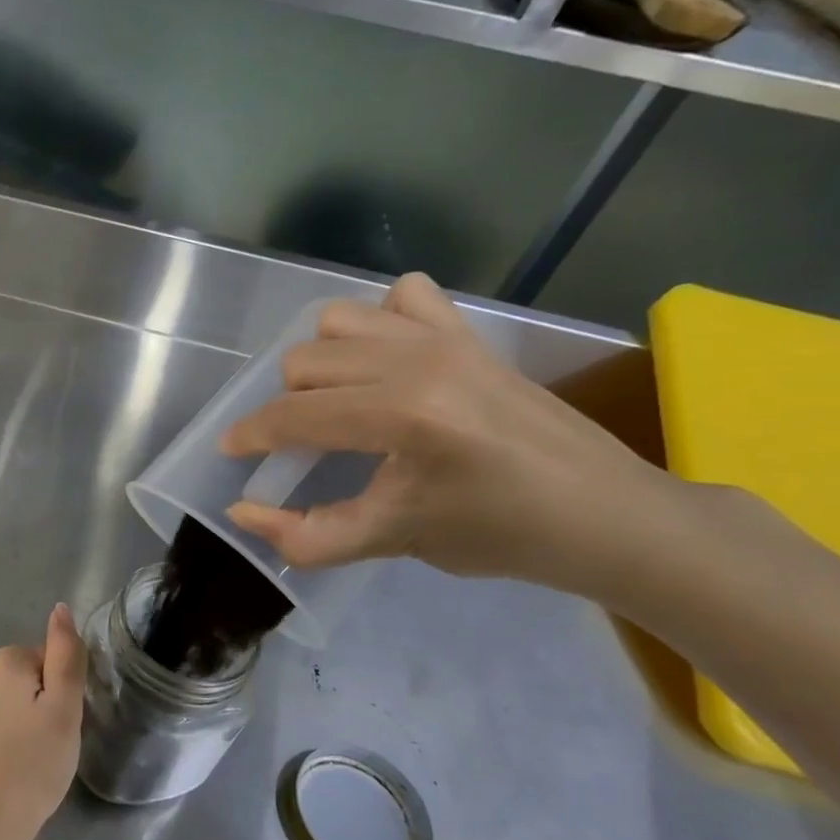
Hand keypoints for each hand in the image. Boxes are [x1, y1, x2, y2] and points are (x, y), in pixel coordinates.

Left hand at [0, 604, 85, 839]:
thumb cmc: (34, 762)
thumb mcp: (64, 706)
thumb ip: (65, 654)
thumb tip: (61, 608)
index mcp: (6, 659)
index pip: (54, 660)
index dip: (66, 692)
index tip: (64, 723)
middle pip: (37, 677)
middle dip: (51, 705)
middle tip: (55, 742)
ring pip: (22, 700)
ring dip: (36, 722)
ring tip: (39, 757)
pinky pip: (6, 719)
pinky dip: (17, 737)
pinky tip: (20, 763)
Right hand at [220, 273, 669, 591]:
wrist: (606, 515)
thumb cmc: (500, 536)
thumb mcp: (395, 541)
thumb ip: (309, 534)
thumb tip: (241, 513)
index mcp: (402, 415)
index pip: (295, 415)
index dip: (251, 435)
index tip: (233, 453)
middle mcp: (417, 361)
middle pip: (304, 362)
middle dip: (286, 406)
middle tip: (299, 445)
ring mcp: (445, 338)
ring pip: (338, 321)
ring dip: (321, 360)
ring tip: (334, 401)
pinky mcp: (468, 332)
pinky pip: (401, 297)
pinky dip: (378, 322)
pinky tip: (384, 361)